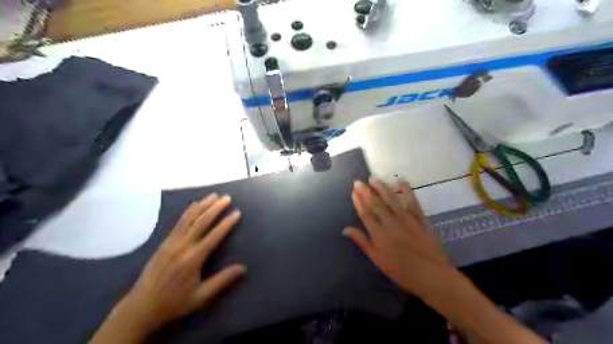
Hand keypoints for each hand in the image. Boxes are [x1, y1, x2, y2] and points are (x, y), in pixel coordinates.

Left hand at [111, 196, 245, 332]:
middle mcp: (182, 246)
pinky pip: (178, 223)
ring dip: (203, 205)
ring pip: (189, 218)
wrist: (141, 307)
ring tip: (214, 195)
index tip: (237, 212)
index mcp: (193, 258)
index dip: (227, 223)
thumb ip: (222, 280)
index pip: (214, 235)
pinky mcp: (164, 243)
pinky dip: (188, 212)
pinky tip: (194, 205)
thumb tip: (243, 267)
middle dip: (216, 208)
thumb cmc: (174, 302)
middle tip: (227, 198)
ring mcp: (171, 242)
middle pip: (202, 222)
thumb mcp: (201, 296)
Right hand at [344, 178, 453, 299]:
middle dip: (366, 192)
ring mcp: (407, 219)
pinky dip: (407, 191)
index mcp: (379, 234)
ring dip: (382, 188)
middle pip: (376, 204)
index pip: (365, 214)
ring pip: (391, 200)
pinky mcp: (421, 219)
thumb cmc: (401, 271)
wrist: (432, 276)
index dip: (358, 202)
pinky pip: (413, 202)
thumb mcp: (377, 260)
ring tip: (374, 179)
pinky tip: (402, 181)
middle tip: (358, 181)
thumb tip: (345, 229)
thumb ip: (362, 242)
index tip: (353, 191)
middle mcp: (391, 223)